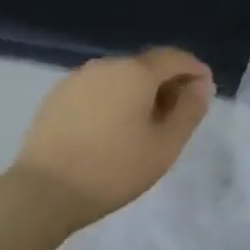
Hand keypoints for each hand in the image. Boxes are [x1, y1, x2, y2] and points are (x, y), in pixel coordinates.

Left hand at [9, 47, 213, 229]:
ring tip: (144, 127)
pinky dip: (113, 101)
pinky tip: (111, 130)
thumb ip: (189, 110)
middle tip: (177, 117)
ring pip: (120, 78)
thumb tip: (202, 84)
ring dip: (138, 93)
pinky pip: (97, 90)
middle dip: (167, 84)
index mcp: (135, 72)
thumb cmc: (114, 169)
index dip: (195, 71)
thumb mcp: (165, 145)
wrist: (43, 192)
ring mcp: (77, 79)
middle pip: (146, 66)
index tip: (205, 92)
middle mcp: (106, 65)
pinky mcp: (57, 96)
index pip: (175, 58)